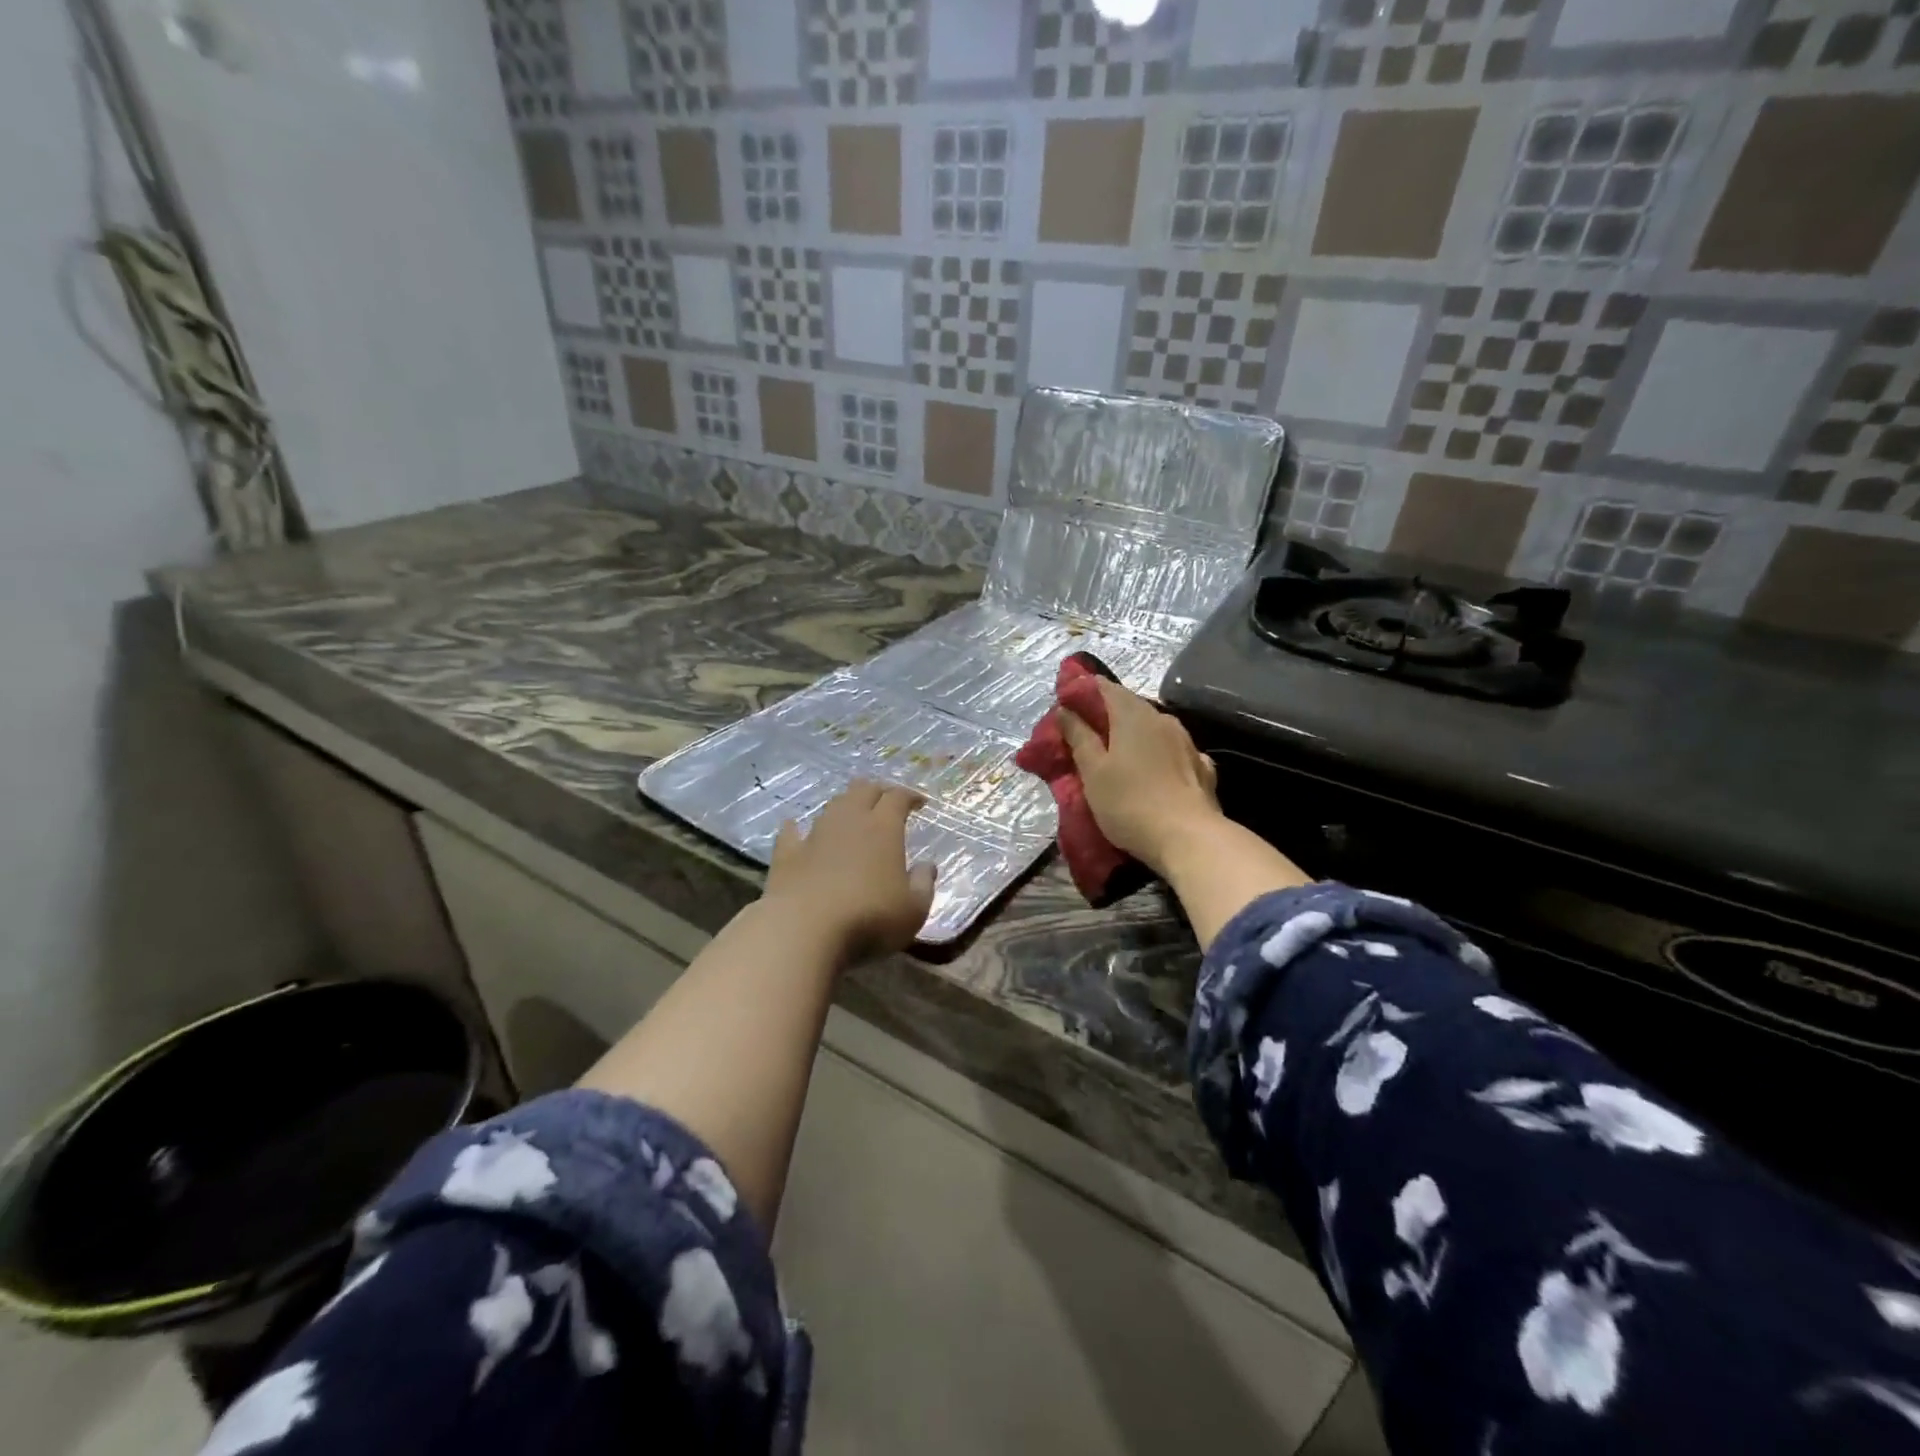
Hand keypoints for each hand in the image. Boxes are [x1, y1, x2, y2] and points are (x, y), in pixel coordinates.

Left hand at [764, 780, 936, 964]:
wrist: (803, 931)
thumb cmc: (869, 919)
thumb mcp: (913, 910)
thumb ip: (923, 885)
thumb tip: (927, 866)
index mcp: (883, 828)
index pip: (898, 797)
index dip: (910, 796)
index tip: (920, 803)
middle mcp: (849, 821)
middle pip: (863, 790)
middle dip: (878, 791)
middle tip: (887, 801)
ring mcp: (815, 835)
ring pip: (832, 806)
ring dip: (845, 805)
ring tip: (852, 814)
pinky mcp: (786, 855)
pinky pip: (791, 832)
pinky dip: (797, 828)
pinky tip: (795, 827)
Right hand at [1058, 680, 1222, 877]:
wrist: (1189, 839)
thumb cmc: (1130, 803)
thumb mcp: (1093, 772)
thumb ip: (1079, 737)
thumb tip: (1065, 710)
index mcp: (1133, 715)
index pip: (1105, 687)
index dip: (1083, 690)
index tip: (1066, 704)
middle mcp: (1163, 719)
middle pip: (1130, 706)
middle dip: (1106, 714)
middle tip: (1085, 732)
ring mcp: (1187, 742)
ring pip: (1153, 728)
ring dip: (1133, 734)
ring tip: (1117, 753)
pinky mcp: (1201, 767)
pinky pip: (1172, 751)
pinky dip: (1157, 754)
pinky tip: (1153, 769)